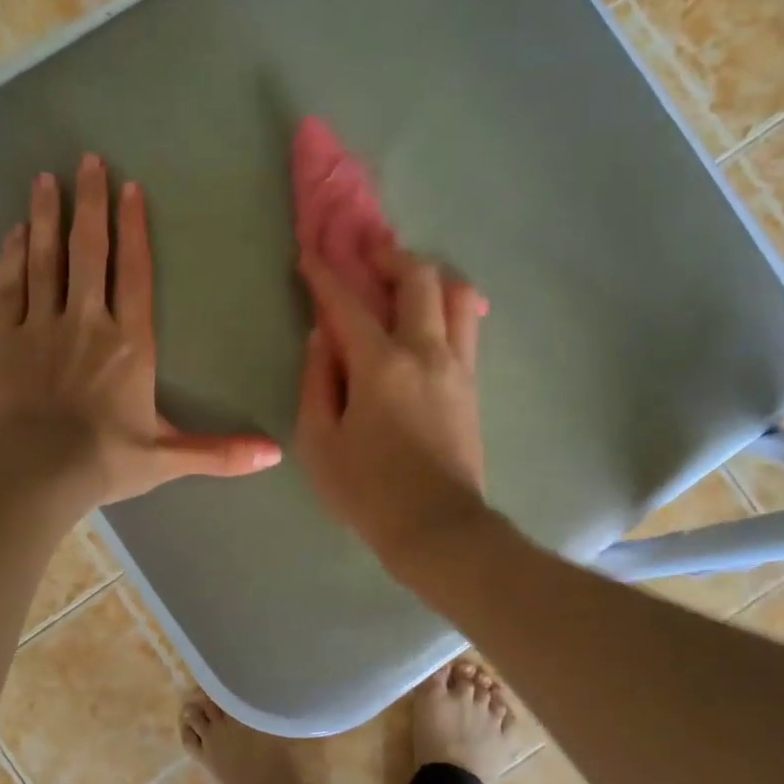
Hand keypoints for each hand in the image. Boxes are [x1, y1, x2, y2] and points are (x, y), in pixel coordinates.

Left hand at [0, 155, 282, 505]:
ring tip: (45, 179)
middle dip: (90, 203)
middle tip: (86, 161)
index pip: (135, 275)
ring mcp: (40, 327)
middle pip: (89, 252)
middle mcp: (87, 322)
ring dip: (46, 218)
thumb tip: (276, 455)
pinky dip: (12, 257)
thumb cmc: (105, 461)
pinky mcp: (2, 340)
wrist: (33, 472)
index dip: (134, 229)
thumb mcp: (169, 458)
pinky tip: (15, 232)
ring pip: (46, 260)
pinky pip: (9, 287)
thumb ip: (221, 452)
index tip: (130, 188)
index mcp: (130, 344)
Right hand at [295, 247, 489, 567]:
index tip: (310, 255)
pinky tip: (427, 322)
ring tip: (405, 287)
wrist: (437, 529)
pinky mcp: (472, 386)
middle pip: (420, 279)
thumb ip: (317, 382)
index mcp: (381, 365)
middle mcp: (426, 352)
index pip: (348, 304)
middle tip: (368, 257)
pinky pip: (466, 328)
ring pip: (458, 296)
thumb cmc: (368, 491)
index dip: (325, 275)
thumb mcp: (320, 442)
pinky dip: (447, 309)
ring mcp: (457, 367)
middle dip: (391, 257)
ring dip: (430, 279)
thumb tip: (323, 340)